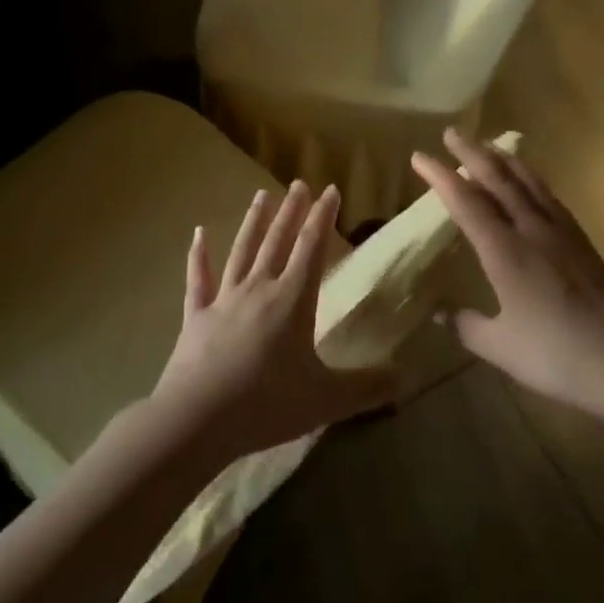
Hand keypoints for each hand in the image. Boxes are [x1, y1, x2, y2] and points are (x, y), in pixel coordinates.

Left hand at [150, 180, 395, 468]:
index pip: (312, 248)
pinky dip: (198, 256)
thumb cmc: (266, 404)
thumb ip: (367, 387)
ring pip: (242, 251)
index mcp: (292, 301)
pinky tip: (197, 233)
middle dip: (292, 211)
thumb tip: (407, 377)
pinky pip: (198, 279)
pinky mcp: (196, 316)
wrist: (197, 420)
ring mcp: (224, 300)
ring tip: (261, 195)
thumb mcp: (326, 400)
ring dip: (253, 222)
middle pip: (278, 241)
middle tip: (299, 182)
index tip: (330, 189)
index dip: (323, 218)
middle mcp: (259, 289)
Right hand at [413, 128, 603, 423]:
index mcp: (504, 251)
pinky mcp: (582, 242)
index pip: (465, 201)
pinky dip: (532, 179)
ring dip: (504, 159)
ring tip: (489, 146)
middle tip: (452, 132)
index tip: (419, 156)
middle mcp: (531, 230)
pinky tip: (531, 182)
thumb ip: (465, 325)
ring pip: (528, 182)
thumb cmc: (554, 355)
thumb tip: (439, 313)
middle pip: (498, 179)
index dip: (440, 176)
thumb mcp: (498, 346)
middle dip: (472, 153)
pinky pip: (550, 197)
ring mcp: (561, 233)